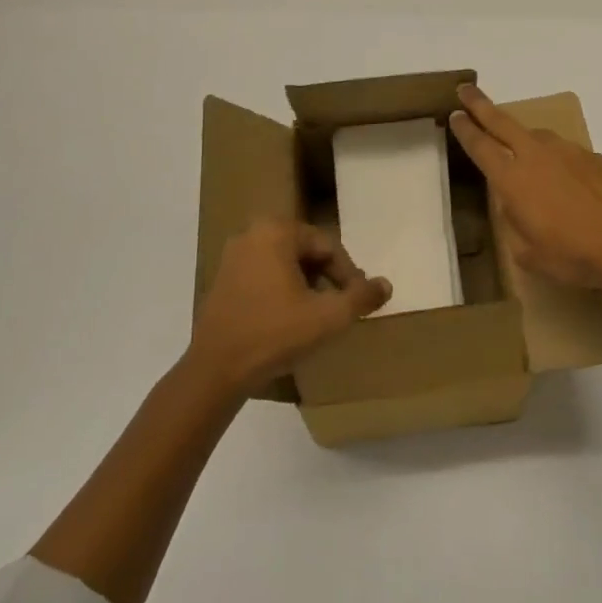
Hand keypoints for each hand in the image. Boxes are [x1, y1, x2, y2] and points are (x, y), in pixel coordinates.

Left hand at [188, 220, 390, 395]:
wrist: (215, 370)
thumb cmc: (274, 334)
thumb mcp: (327, 317)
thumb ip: (361, 298)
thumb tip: (386, 284)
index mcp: (276, 231)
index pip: (327, 246)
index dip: (348, 274)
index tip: (357, 301)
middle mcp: (252, 233)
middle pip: (306, 250)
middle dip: (327, 277)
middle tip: (340, 305)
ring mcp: (233, 255)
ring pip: (285, 262)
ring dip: (306, 283)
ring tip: (318, 313)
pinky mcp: (222, 278)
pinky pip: (264, 274)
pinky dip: (282, 289)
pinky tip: (289, 318)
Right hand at [449, 84, 601, 295]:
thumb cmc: (571, 255)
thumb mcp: (527, 253)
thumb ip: (514, 223)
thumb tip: (514, 205)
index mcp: (511, 178)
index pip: (480, 146)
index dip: (465, 129)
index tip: (454, 114)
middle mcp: (535, 155)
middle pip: (501, 122)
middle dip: (480, 105)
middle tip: (466, 89)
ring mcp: (566, 151)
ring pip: (536, 135)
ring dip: (523, 137)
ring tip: (521, 150)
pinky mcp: (592, 156)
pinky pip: (565, 153)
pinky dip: (557, 160)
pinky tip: (566, 180)